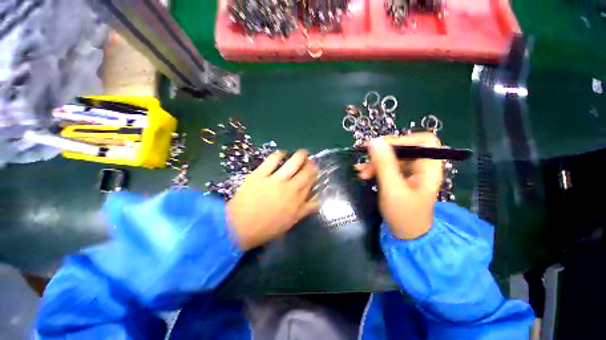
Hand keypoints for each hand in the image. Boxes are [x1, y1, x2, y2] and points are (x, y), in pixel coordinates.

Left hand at [226, 150, 318, 249]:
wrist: (239, 227)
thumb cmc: (266, 228)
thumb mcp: (290, 223)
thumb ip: (304, 211)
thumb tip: (316, 202)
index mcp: (297, 202)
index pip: (310, 186)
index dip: (314, 177)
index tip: (315, 172)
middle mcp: (290, 188)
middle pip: (305, 173)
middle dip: (311, 165)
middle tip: (312, 160)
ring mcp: (275, 180)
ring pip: (292, 164)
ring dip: (300, 156)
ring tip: (303, 152)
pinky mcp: (260, 175)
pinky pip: (271, 161)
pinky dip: (278, 155)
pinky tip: (282, 152)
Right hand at [355, 133, 442, 239]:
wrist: (405, 234)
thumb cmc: (403, 214)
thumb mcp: (392, 188)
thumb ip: (384, 164)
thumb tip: (374, 141)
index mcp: (429, 168)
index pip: (424, 141)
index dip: (404, 140)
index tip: (382, 146)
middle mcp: (422, 167)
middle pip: (404, 149)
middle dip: (383, 153)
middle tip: (367, 160)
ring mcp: (410, 172)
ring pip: (392, 157)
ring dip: (375, 162)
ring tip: (361, 172)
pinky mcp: (400, 178)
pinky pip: (387, 166)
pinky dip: (375, 168)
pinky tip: (363, 173)